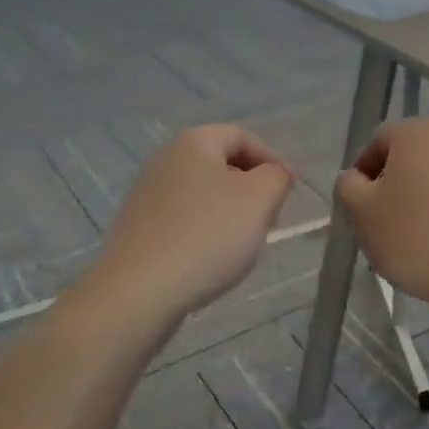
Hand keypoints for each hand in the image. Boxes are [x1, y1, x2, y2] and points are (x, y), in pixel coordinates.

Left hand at [93, 125, 294, 317]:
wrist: (140, 291)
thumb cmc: (207, 235)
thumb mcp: (259, 199)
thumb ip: (276, 178)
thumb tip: (274, 175)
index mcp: (193, 142)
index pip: (242, 137)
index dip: (273, 160)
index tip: (290, 193)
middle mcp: (164, 160)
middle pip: (221, 164)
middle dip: (252, 188)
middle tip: (270, 219)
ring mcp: (146, 195)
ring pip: (203, 194)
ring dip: (230, 213)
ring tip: (244, 244)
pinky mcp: (138, 228)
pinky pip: (183, 220)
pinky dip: (205, 232)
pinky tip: (212, 260)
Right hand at [336, 120, 428, 312]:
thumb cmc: (415, 238)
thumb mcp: (361, 214)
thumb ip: (347, 187)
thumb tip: (356, 178)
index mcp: (416, 132)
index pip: (378, 142)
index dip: (364, 174)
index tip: (362, 208)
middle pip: (412, 157)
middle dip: (395, 186)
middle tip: (386, 224)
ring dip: (424, 199)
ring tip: (417, 240)